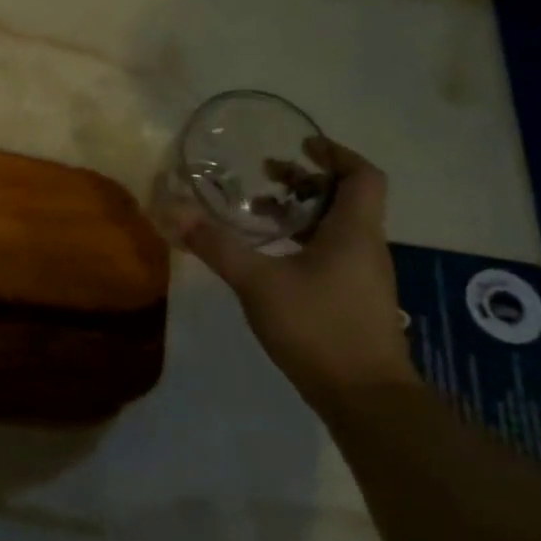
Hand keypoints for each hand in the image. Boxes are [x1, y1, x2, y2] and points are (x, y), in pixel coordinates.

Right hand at [175, 138, 416, 407]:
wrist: (365, 396)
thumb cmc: (318, 326)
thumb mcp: (258, 282)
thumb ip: (217, 246)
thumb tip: (175, 213)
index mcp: (353, 231)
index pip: (363, 175)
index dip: (336, 153)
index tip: (302, 144)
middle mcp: (366, 246)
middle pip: (347, 198)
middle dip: (307, 181)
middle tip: (267, 175)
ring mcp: (363, 275)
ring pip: (338, 227)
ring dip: (302, 212)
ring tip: (259, 213)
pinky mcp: (354, 299)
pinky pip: (332, 252)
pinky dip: (303, 240)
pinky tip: (271, 258)